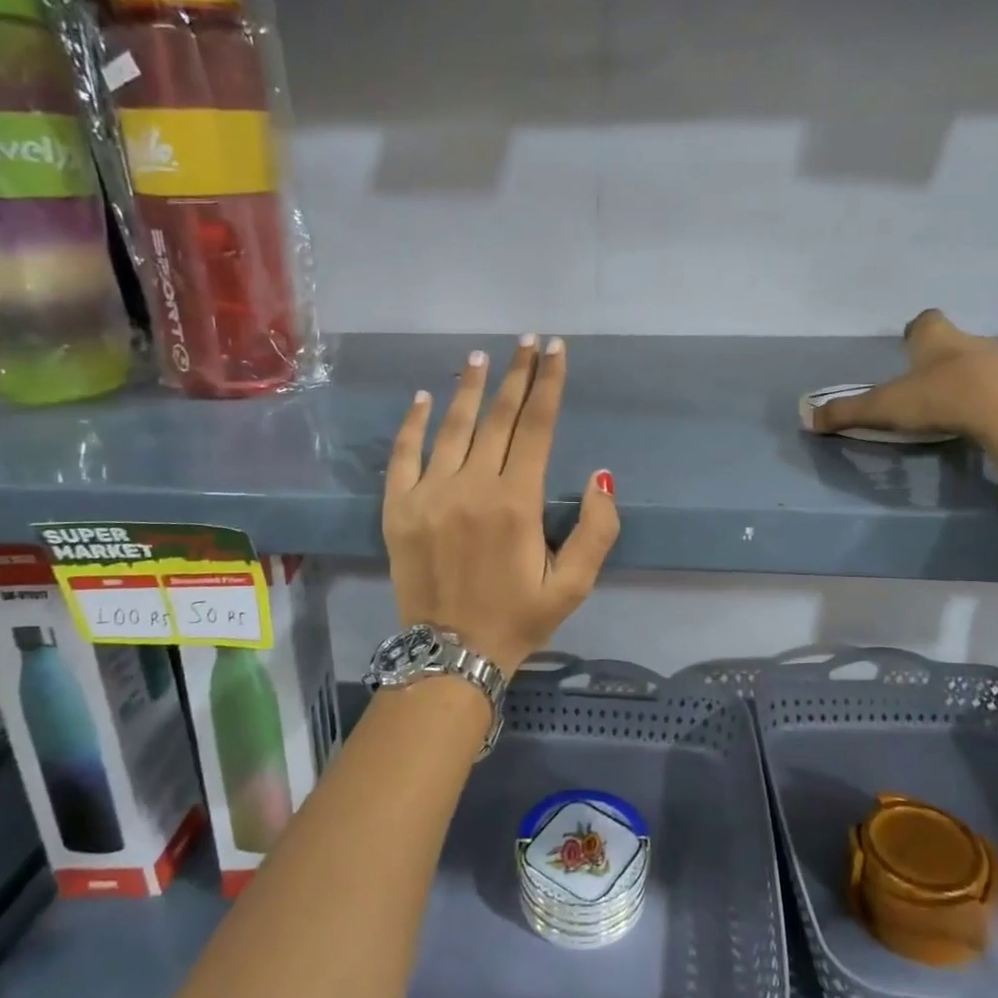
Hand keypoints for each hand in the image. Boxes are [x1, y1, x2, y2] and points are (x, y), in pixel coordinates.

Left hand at [383, 336, 619, 676]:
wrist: (450, 656)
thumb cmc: (518, 619)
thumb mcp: (574, 585)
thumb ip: (597, 530)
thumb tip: (600, 476)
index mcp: (517, 503)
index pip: (537, 427)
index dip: (549, 384)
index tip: (556, 350)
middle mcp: (472, 487)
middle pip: (498, 417)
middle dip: (517, 374)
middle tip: (527, 341)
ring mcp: (429, 494)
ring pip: (453, 427)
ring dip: (470, 387)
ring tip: (482, 357)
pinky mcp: (397, 508)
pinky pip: (404, 454)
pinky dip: (414, 422)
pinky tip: (425, 397)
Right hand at [810, 310, 997, 463]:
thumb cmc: (939, 398)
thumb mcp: (883, 407)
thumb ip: (846, 412)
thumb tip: (806, 418)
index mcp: (935, 337)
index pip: (925, 320)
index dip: (916, 330)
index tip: (908, 344)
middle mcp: (971, 341)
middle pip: (955, 340)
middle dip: (942, 355)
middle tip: (927, 378)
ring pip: (984, 361)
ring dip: (972, 375)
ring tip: (958, 399)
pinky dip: (995, 395)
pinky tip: (986, 414)